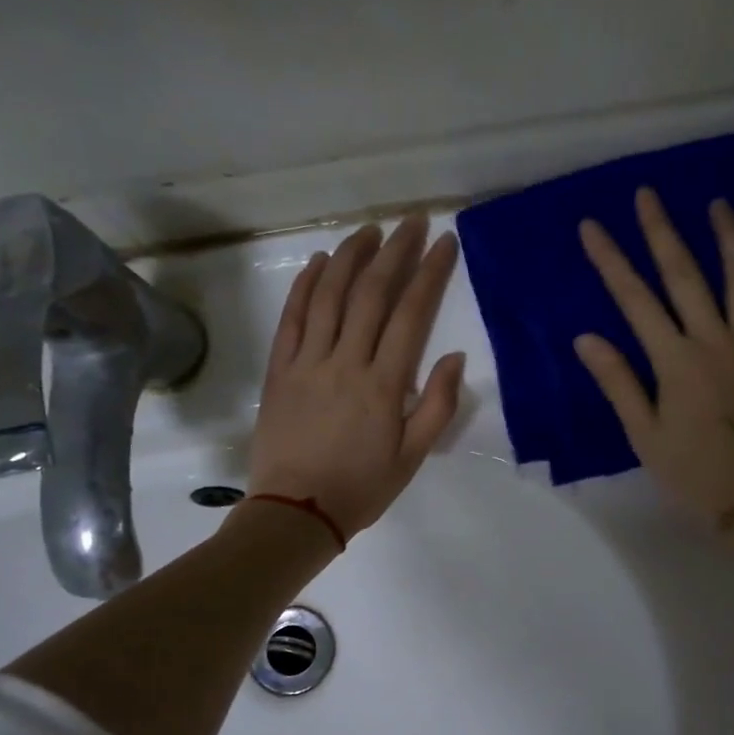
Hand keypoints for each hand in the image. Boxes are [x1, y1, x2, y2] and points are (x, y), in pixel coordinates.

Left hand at [249, 215, 465, 538]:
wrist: (296, 512)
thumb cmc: (362, 487)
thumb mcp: (413, 457)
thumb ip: (437, 405)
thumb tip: (453, 357)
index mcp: (383, 385)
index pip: (411, 315)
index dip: (429, 274)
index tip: (444, 244)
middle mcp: (345, 362)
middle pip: (372, 294)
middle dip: (395, 252)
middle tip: (411, 222)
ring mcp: (307, 361)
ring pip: (329, 296)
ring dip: (351, 257)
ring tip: (369, 231)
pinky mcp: (279, 369)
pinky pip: (292, 318)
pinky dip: (305, 285)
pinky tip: (320, 262)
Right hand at [574, 187, 733, 525]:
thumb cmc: (695, 473)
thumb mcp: (645, 435)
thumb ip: (618, 382)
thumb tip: (586, 338)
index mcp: (675, 361)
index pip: (635, 300)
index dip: (611, 261)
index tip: (593, 227)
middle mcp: (716, 339)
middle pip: (686, 275)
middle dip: (662, 232)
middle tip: (648, 194)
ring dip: (728, 237)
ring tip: (717, 203)